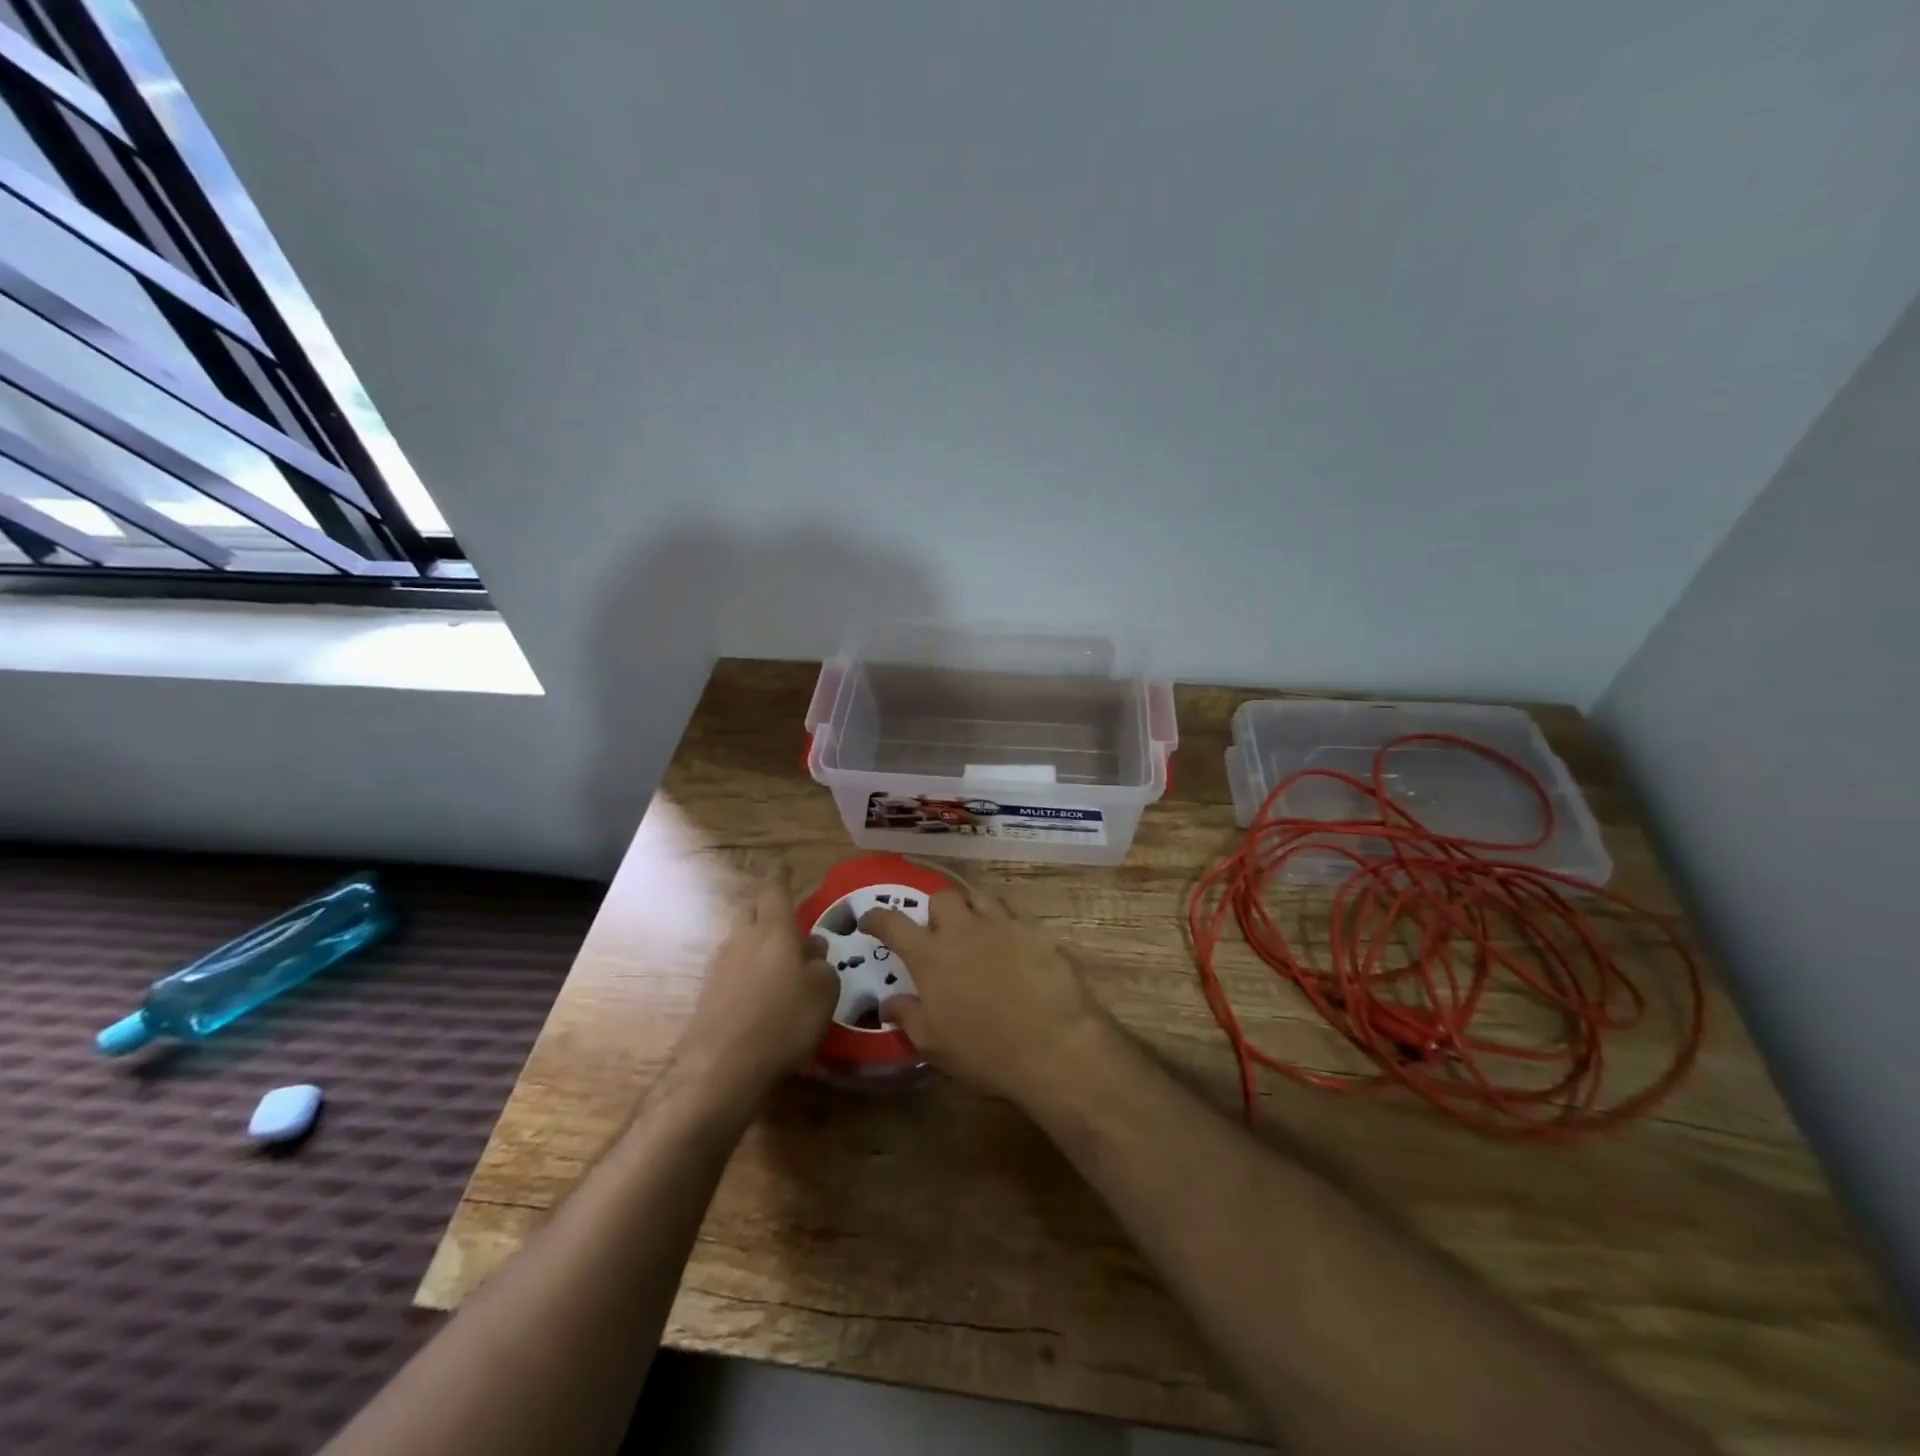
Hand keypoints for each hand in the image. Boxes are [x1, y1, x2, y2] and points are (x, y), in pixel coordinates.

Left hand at [680, 870, 837, 1096]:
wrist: (721, 1068)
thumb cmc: (783, 1020)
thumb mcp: (823, 992)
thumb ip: (822, 965)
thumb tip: (813, 952)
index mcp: (773, 929)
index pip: (775, 890)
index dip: (781, 876)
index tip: (784, 864)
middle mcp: (743, 939)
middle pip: (751, 911)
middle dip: (766, 909)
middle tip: (786, 919)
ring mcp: (720, 966)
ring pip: (740, 941)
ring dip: (756, 943)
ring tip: (778, 962)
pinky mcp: (708, 995)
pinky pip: (732, 970)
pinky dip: (746, 972)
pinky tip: (760, 993)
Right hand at [861, 888, 1101, 1101]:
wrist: (1054, 1045)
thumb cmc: (985, 1051)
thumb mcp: (934, 1044)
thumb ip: (907, 1016)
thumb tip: (887, 1002)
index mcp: (931, 956)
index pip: (893, 923)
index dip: (877, 918)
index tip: (869, 919)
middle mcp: (963, 930)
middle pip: (941, 897)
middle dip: (935, 911)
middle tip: (938, 934)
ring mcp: (1002, 925)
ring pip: (979, 897)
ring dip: (971, 910)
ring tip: (975, 931)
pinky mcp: (1036, 930)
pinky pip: (1014, 915)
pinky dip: (1006, 925)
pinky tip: (1012, 946)